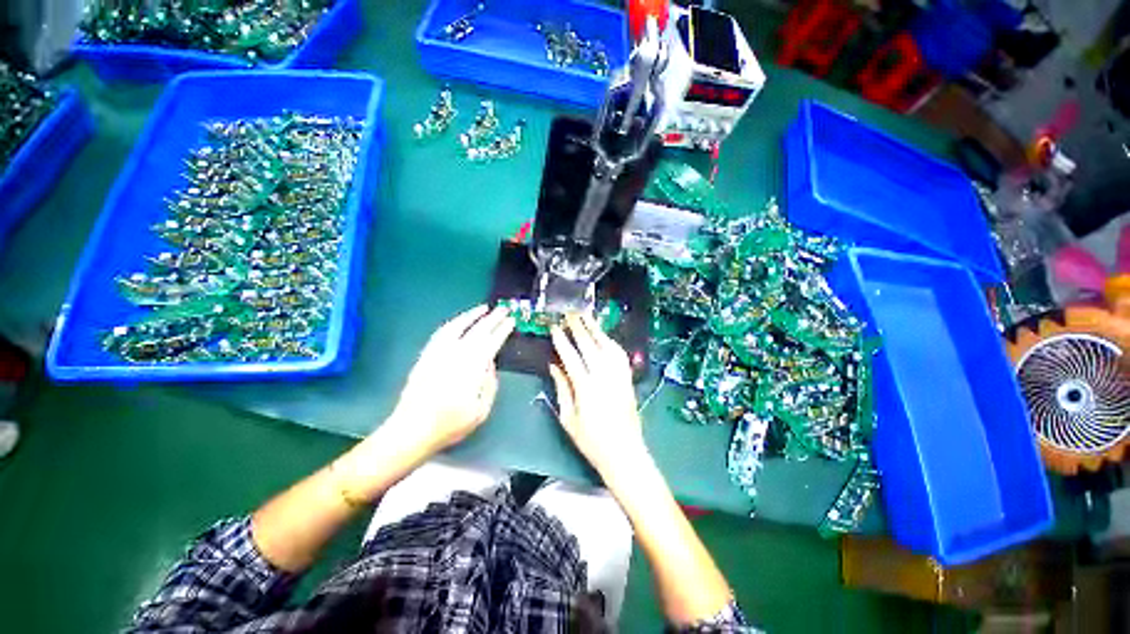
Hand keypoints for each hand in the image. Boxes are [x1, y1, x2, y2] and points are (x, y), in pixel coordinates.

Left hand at [387, 305, 514, 455]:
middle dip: (493, 318)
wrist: (412, 428)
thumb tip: (490, 364)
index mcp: (473, 366)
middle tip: (503, 309)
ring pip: (458, 326)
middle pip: (478, 330)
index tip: (511, 321)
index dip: (503, 330)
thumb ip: (489, 384)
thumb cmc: (451, 423)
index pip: (492, 342)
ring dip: (472, 315)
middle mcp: (457, 353)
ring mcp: (440, 352)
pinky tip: (459, 321)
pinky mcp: (427, 354)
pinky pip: (441, 333)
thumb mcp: (481, 409)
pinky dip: (453, 323)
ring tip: (483, 308)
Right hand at [549, 313, 647, 479]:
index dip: (562, 340)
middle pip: (590, 346)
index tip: (555, 328)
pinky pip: (620, 355)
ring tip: (587, 317)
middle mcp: (604, 378)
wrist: (625, 454)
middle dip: (579, 327)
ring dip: (596, 329)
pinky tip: (604, 336)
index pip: (571, 357)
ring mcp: (619, 377)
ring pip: (607, 346)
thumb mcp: (569, 419)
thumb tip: (554, 367)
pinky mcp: (628, 379)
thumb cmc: (592, 442)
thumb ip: (562, 389)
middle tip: (570, 314)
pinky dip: (610, 342)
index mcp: (586, 389)